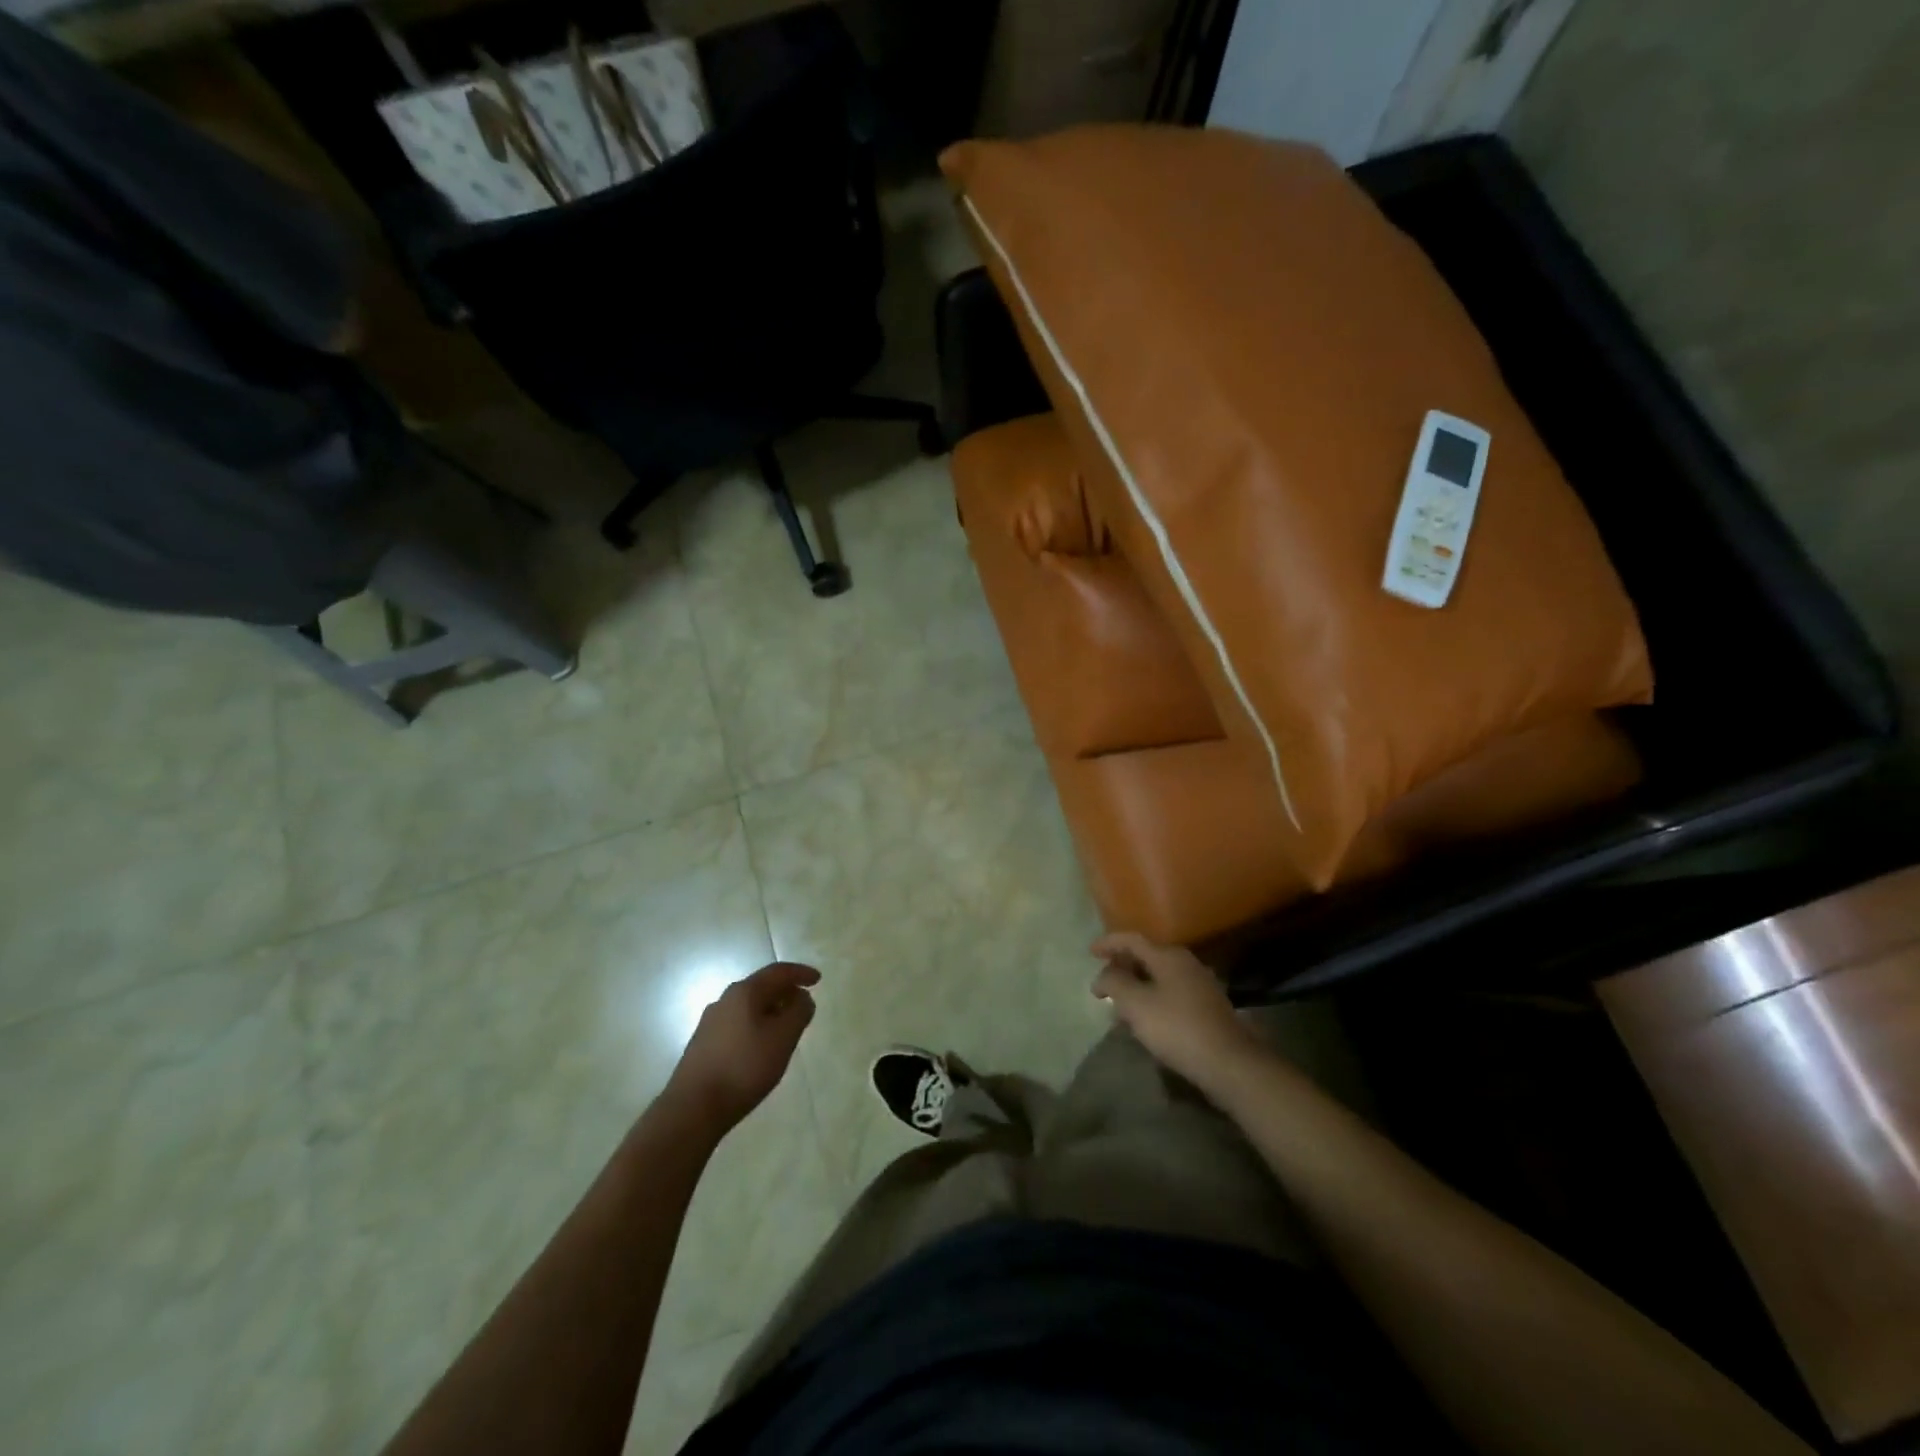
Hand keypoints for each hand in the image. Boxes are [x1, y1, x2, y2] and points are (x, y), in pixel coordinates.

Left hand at [664, 962, 818, 1131]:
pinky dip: (755, 1025)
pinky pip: (737, 1024)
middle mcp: (724, 1000)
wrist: (692, 1108)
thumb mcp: (782, 1039)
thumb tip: (802, 997)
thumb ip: (798, 1013)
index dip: (800, 973)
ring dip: (770, 1011)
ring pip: (747, 1007)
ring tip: (785, 1028)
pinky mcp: (702, 1044)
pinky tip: (760, 1047)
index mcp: (744, 992)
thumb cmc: (744, 1068)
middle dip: (785, 992)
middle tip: (803, 1005)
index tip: (818, 980)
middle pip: (760, 987)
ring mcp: (710, 1022)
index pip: (777, 972)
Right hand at [1091, 932, 1265, 1096]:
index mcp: (1168, 956)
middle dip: (1122, 966)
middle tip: (1103, 982)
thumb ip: (1114, 984)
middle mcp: (1186, 963)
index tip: (1090, 952)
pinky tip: (1145, 1018)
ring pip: (1159, 976)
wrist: (1229, 1063)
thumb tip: (1104, 975)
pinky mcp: (1207, 1006)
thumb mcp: (1136, 1004)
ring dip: (1136, 985)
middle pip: (1146, 956)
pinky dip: (1152, 998)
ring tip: (1119, 1004)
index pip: (1132, 940)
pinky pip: (1171, 992)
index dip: (1108, 943)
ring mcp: (1200, 984)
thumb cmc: (1176, 1028)